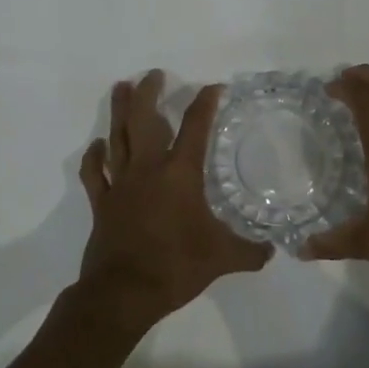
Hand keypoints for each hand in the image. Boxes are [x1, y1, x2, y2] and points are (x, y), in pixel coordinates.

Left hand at [76, 70, 272, 327]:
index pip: (195, 128)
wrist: (124, 293)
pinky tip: (98, 144)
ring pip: (117, 137)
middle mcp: (148, 169)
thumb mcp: (223, 258)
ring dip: (119, 111)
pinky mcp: (102, 203)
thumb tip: (273, 249)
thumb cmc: (176, 267)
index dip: (205, 103)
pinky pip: (95, 173)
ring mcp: (121, 184)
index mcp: (179, 174)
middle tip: (153, 74)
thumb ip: (250, 251)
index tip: (213, 87)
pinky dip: (95, 156)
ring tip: (120, 87)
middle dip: (149, 93)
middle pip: (145, 120)